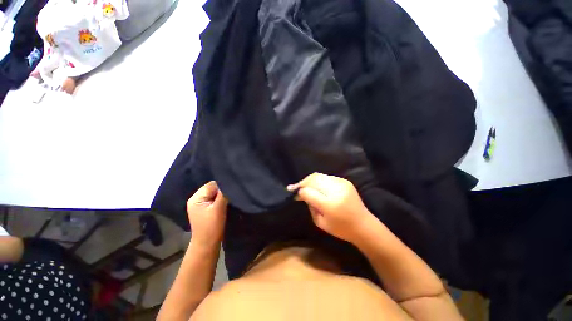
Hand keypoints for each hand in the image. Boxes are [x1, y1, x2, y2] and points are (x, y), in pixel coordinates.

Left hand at [186, 181, 227, 248]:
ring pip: (215, 194)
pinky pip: (215, 200)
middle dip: (223, 190)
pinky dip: (221, 200)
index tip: (233, 188)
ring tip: (230, 198)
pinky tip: (227, 203)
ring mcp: (201, 205)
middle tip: (233, 194)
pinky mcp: (206, 209)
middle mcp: (196, 199)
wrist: (207, 245)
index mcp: (196, 198)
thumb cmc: (212, 227)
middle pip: (213, 188)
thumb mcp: (218, 208)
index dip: (223, 185)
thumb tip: (229, 182)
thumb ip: (223, 194)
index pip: (212, 184)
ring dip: (222, 196)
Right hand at [287, 173, 374, 243]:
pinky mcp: (345, 181)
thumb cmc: (341, 229)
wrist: (364, 225)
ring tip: (306, 186)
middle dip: (303, 182)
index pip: (308, 191)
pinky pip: (327, 177)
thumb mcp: (321, 223)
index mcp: (330, 204)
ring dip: (310, 180)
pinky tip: (318, 187)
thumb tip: (302, 194)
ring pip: (319, 176)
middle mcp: (336, 190)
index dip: (299, 191)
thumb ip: (310, 206)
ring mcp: (342, 183)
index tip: (294, 192)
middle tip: (297, 187)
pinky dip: (319, 181)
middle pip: (314, 179)